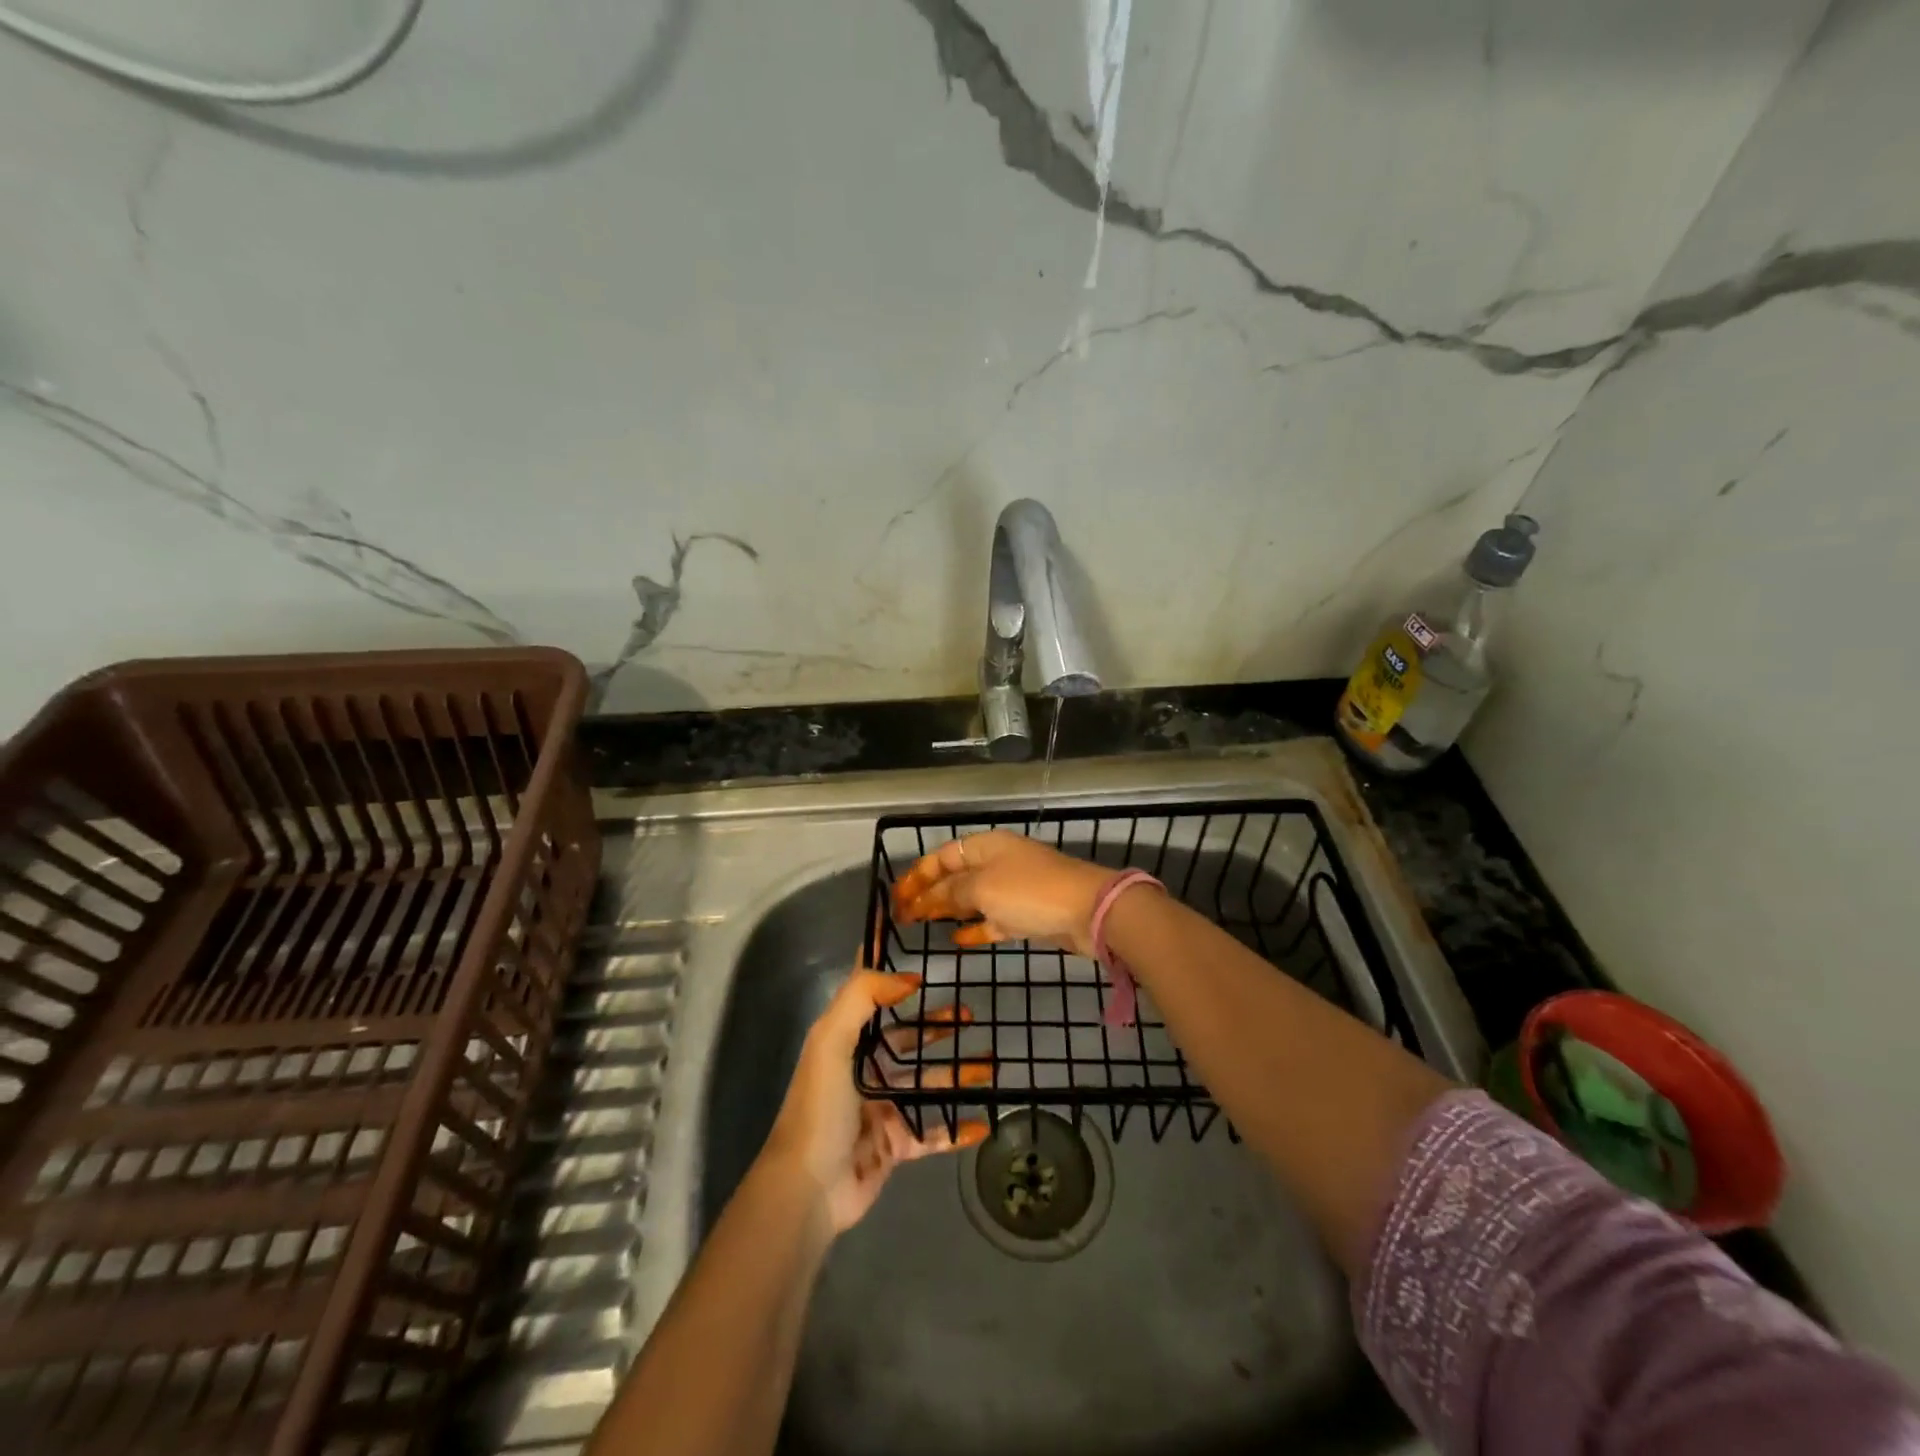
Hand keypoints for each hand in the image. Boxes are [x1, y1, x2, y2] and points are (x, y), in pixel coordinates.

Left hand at [762, 968, 989, 1233]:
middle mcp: (865, 1069)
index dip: (894, 978)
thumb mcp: (830, 1041)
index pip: (872, 998)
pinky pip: (933, 1132)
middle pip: (908, 1039)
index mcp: (846, 1041)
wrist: (808, 1189)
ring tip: (991, 1064)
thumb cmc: (820, 1108)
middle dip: (938, 1026)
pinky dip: (958, 1127)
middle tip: (971, 1014)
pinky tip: (983, 1121)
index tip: (926, 961)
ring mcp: (882, 1108)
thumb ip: (862, 998)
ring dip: (957, 1073)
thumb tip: (907, 977)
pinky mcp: (895, 1144)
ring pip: (927, 1083)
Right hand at [891, 829, 1118, 956]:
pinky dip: (976, 928)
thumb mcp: (983, 888)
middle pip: (956, 876)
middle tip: (903, 916)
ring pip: (973, 898)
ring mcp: (1014, 888)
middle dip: (929, 893)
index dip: (918, 874)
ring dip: (949, 910)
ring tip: (924, 925)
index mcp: (986, 845)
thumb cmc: (1030, 892)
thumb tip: (930, 898)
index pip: (943, 855)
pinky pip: (993, 919)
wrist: (1089, 911)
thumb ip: (952, 892)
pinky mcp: (1028, 914)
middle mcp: (998, 862)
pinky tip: (959, 940)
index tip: (896, 896)